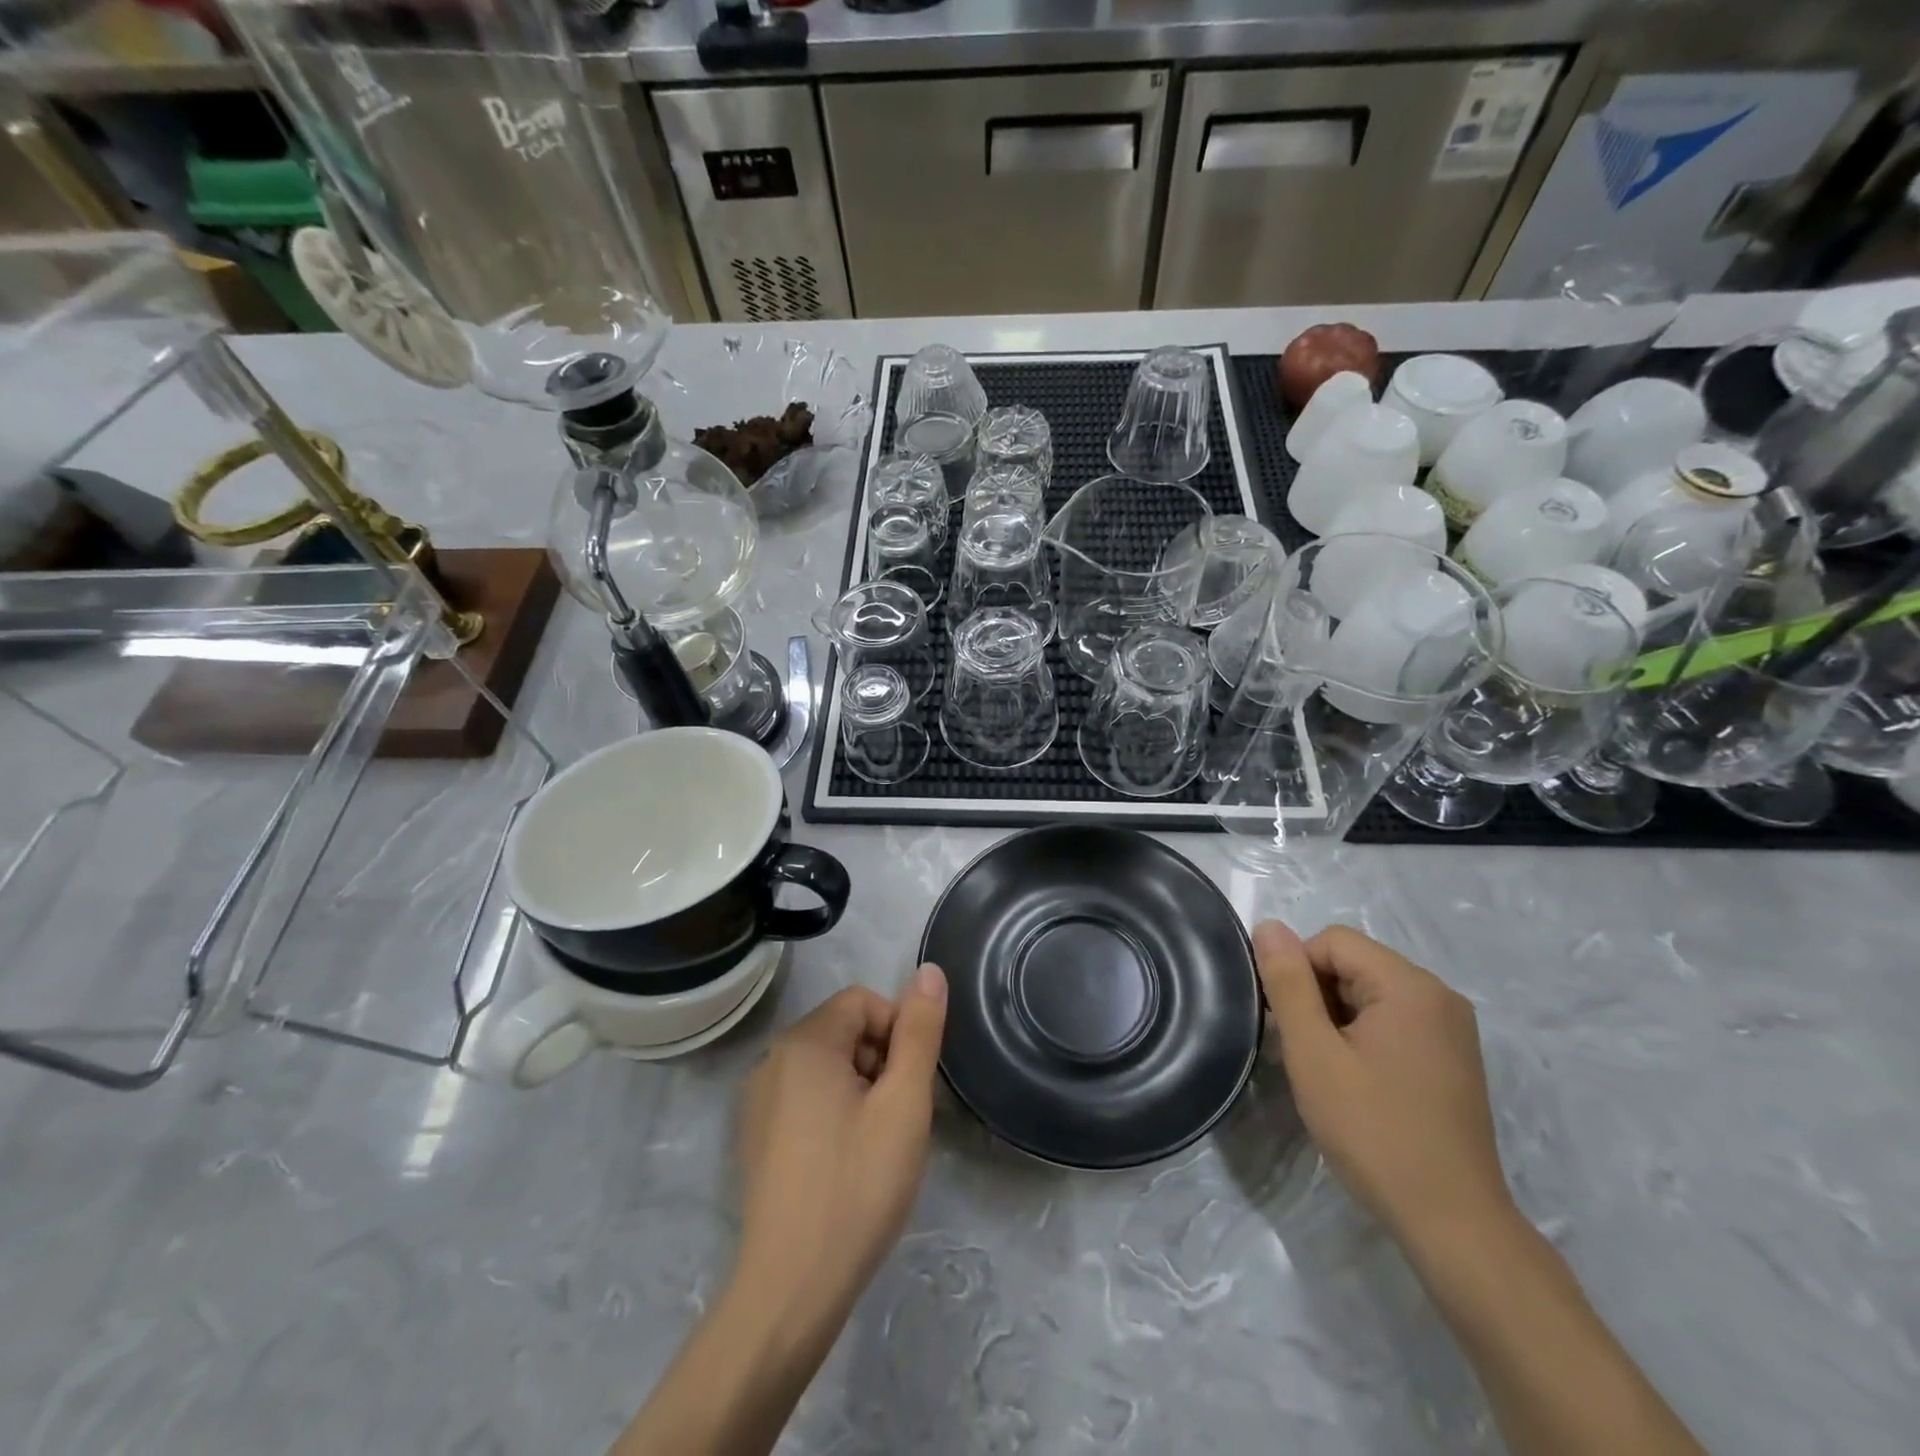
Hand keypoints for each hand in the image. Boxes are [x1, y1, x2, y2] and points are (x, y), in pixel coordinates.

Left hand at [733, 966, 947, 1327]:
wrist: (791, 1287)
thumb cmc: (857, 1185)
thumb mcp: (904, 1103)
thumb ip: (919, 1031)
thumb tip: (929, 970)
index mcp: (804, 1042)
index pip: (863, 1001)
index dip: (897, 1031)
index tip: (911, 1084)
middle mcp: (771, 1060)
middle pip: (843, 1031)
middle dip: (880, 1061)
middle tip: (899, 1117)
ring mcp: (757, 1101)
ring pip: (826, 1067)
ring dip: (860, 1088)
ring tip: (877, 1143)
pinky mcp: (755, 1137)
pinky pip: (804, 1098)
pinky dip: (834, 1112)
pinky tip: (846, 1162)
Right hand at [1255, 921, 1512, 1248]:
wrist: (1452, 1222)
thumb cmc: (1374, 1132)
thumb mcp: (1314, 1054)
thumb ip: (1288, 984)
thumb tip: (1268, 926)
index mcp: (1410, 986)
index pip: (1332, 941)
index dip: (1297, 973)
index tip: (1287, 1025)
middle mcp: (1439, 995)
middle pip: (1354, 964)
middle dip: (1318, 996)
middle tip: (1306, 1052)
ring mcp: (1452, 1028)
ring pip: (1371, 993)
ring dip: (1337, 1018)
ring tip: (1329, 1071)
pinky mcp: (1453, 1057)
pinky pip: (1394, 1020)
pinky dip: (1364, 1036)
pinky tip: (1357, 1081)